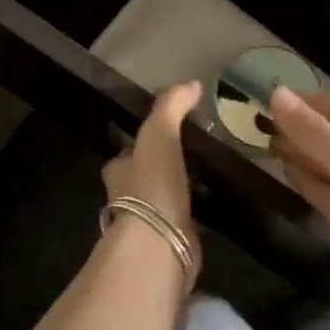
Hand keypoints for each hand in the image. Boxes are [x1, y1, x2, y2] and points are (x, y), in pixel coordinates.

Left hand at [102, 80, 203, 280]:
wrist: (158, 244)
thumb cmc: (152, 186)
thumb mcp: (159, 136)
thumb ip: (171, 108)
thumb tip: (192, 83)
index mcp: (120, 171)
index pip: (127, 155)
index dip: (141, 146)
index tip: (164, 138)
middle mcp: (128, 199)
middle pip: (142, 181)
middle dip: (159, 173)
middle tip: (189, 161)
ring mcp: (148, 226)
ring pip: (161, 205)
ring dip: (176, 197)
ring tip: (203, 184)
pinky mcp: (169, 245)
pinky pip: (182, 226)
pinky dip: (192, 220)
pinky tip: (210, 213)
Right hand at [270, 86, 329, 313]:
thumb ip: (313, 131)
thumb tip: (277, 94)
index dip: (305, 102)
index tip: (268, 96)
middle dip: (298, 128)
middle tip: (257, 120)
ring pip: (325, 165)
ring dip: (299, 153)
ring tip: (264, 142)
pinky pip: (324, 192)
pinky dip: (305, 181)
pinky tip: (285, 173)